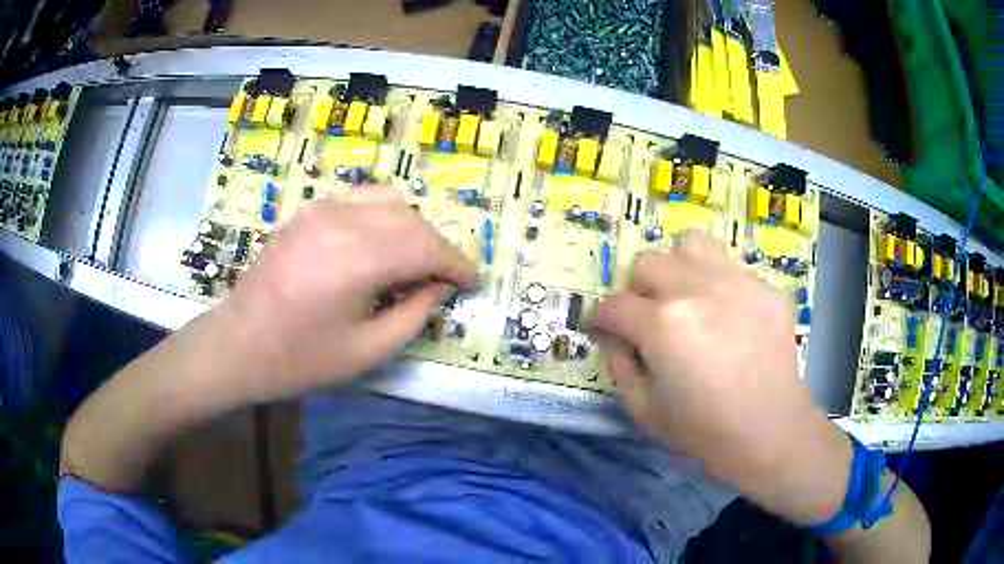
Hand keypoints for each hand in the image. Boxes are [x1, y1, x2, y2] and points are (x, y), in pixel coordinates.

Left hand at [215, 188, 476, 404]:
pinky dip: (382, 214)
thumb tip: (439, 287)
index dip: (457, 262)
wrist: (238, 345)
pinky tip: (380, 239)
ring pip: (387, 200)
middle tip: (446, 276)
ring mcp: (320, 210)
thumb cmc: (301, 359)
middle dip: (437, 246)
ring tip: (416, 258)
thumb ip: (413, 315)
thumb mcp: (367, 352)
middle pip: (410, 219)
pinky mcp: (306, 212)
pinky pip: (358, 199)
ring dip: (412, 226)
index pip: (426, 246)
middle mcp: (342, 222)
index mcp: (358, 259)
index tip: (473, 280)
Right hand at [588, 231, 851, 524]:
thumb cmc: (703, 430)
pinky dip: (718, 284)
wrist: (770, 431)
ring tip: (686, 296)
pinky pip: (731, 267)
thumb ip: (619, 366)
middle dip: (637, 293)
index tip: (601, 330)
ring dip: (678, 268)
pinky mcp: (764, 287)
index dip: (599, 319)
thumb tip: (615, 337)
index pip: (613, 305)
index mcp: (662, 325)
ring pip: (690, 245)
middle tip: (647, 320)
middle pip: (647, 265)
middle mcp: (696, 289)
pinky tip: (727, 314)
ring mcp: (736, 282)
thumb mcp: (643, 410)